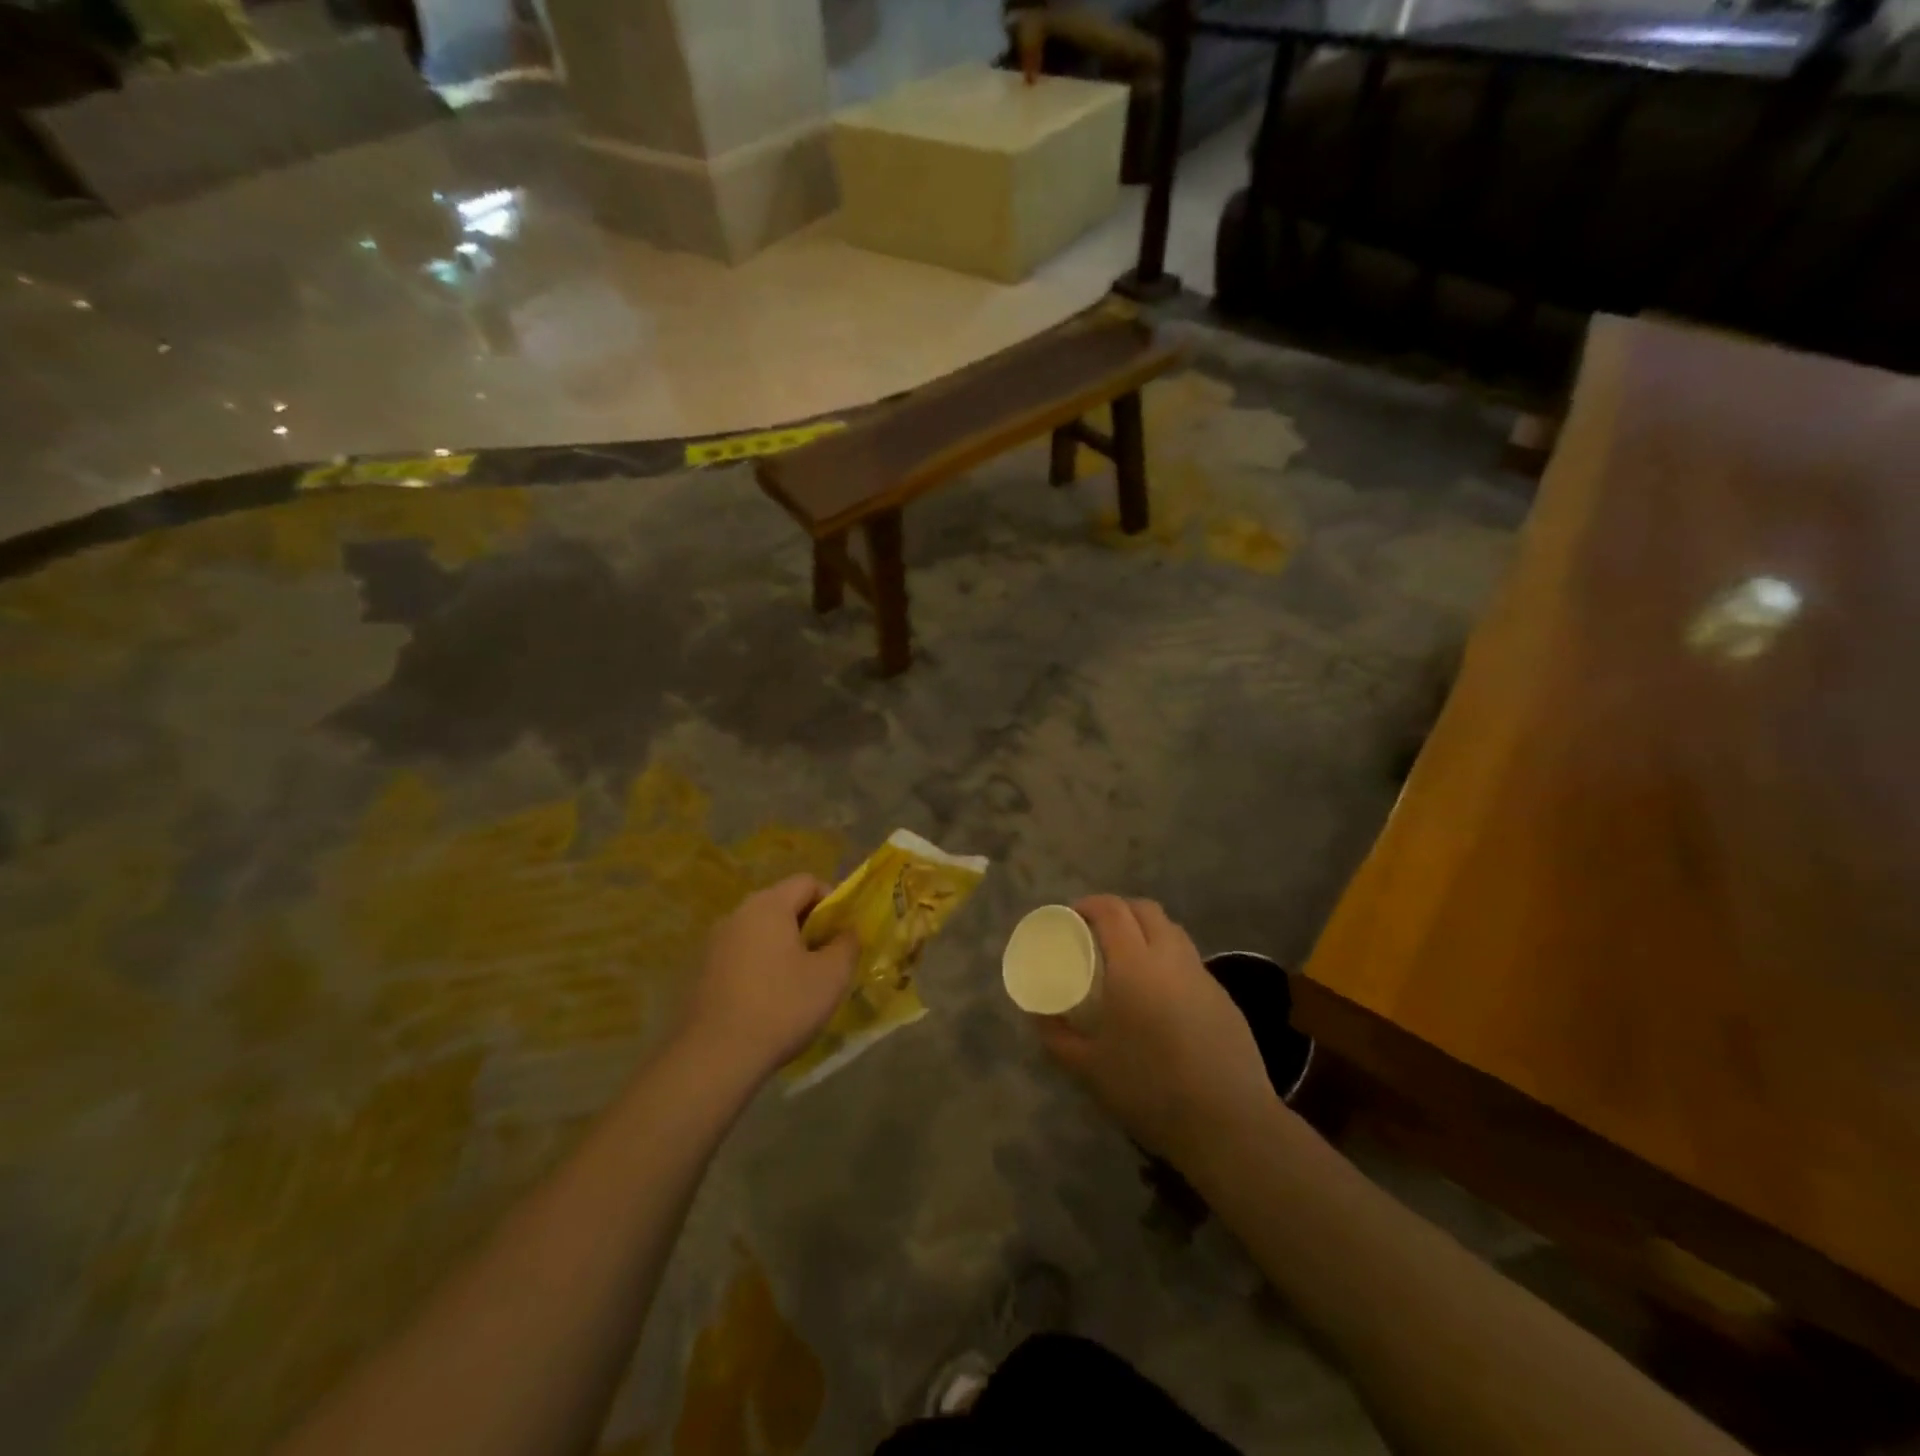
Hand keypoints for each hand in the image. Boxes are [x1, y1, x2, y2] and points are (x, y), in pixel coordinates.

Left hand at [678, 875, 857, 1082]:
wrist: (714, 1057)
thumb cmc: (781, 1007)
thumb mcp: (831, 976)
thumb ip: (847, 944)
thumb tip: (847, 932)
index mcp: (768, 905)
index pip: (807, 882)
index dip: (832, 902)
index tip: (842, 934)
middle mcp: (737, 914)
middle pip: (782, 905)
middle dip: (808, 926)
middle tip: (826, 959)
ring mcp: (714, 943)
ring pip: (761, 932)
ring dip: (784, 948)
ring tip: (799, 983)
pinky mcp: (701, 972)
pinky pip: (741, 955)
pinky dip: (760, 967)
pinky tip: (769, 1001)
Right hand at [1033, 895, 1277, 1165]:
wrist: (1228, 1124)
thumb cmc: (1149, 1089)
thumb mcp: (1087, 1068)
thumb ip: (1056, 1035)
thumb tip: (1037, 1014)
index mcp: (1134, 966)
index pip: (1112, 911)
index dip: (1089, 904)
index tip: (1071, 916)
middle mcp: (1171, 959)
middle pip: (1145, 910)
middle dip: (1119, 909)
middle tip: (1097, 931)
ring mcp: (1202, 976)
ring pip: (1173, 931)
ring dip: (1147, 930)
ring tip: (1128, 957)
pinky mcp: (1224, 998)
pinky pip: (1190, 961)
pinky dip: (1169, 960)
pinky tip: (1161, 994)